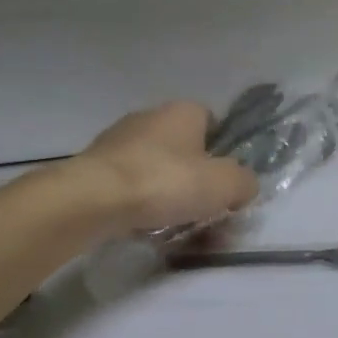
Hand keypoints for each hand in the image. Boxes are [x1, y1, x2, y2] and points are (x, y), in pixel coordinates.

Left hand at [78, 101, 258, 231]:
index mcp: (184, 111)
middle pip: (185, 149)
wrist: (93, 200)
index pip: (213, 121)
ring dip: (168, 193)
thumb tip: (244, 186)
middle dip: (196, 178)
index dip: (224, 150)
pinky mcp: (95, 167)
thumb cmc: (166, 182)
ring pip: (156, 168)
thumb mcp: (225, 185)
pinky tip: (145, 226)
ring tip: (176, 226)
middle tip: (205, 210)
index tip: (225, 181)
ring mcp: (118, 141)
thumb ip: (245, 182)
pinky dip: (140, 203)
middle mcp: (150, 117)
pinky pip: (130, 186)